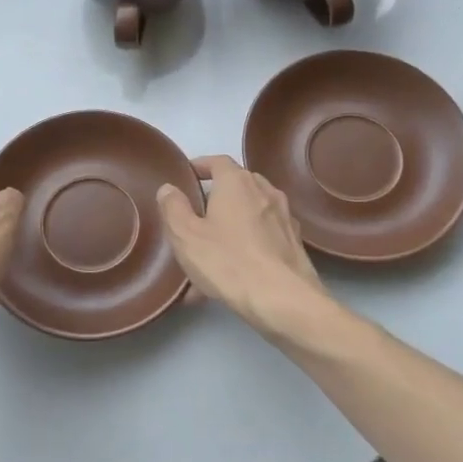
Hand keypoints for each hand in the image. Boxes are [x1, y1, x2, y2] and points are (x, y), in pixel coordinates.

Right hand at [156, 155, 329, 338]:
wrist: (284, 300)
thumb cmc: (229, 261)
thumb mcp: (186, 236)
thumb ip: (173, 208)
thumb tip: (169, 188)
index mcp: (237, 182)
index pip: (217, 161)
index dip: (200, 166)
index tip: (186, 177)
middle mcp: (265, 191)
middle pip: (236, 187)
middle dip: (215, 199)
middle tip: (195, 218)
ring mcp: (283, 218)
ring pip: (248, 216)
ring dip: (228, 229)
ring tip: (207, 258)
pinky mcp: (293, 244)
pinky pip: (261, 239)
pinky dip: (244, 249)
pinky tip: (228, 279)